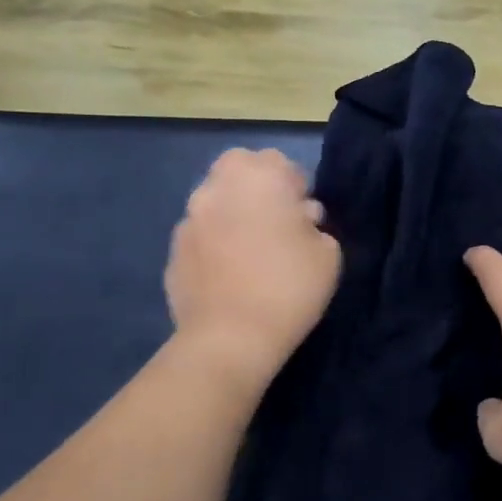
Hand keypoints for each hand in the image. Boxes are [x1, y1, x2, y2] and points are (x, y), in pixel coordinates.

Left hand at [166, 150, 341, 381]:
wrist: (230, 338)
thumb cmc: (289, 287)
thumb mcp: (328, 253)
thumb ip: (314, 225)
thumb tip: (298, 220)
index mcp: (259, 178)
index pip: (279, 162)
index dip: (295, 187)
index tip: (304, 217)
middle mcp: (217, 187)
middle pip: (239, 169)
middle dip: (257, 187)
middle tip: (276, 224)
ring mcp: (189, 218)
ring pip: (215, 200)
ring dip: (232, 213)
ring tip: (250, 251)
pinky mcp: (173, 251)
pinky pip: (200, 235)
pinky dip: (214, 244)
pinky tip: (229, 274)